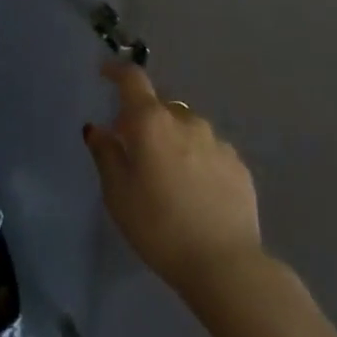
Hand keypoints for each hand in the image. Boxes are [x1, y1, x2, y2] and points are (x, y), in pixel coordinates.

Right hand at [83, 61, 262, 299]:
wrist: (225, 264)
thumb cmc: (159, 227)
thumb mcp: (117, 194)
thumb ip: (106, 154)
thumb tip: (98, 129)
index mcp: (151, 122)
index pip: (132, 80)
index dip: (116, 71)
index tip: (105, 73)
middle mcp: (186, 121)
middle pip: (160, 106)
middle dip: (144, 118)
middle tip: (133, 147)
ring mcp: (217, 141)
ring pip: (187, 127)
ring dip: (173, 138)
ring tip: (167, 174)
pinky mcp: (238, 164)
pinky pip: (209, 150)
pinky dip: (196, 158)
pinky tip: (195, 190)